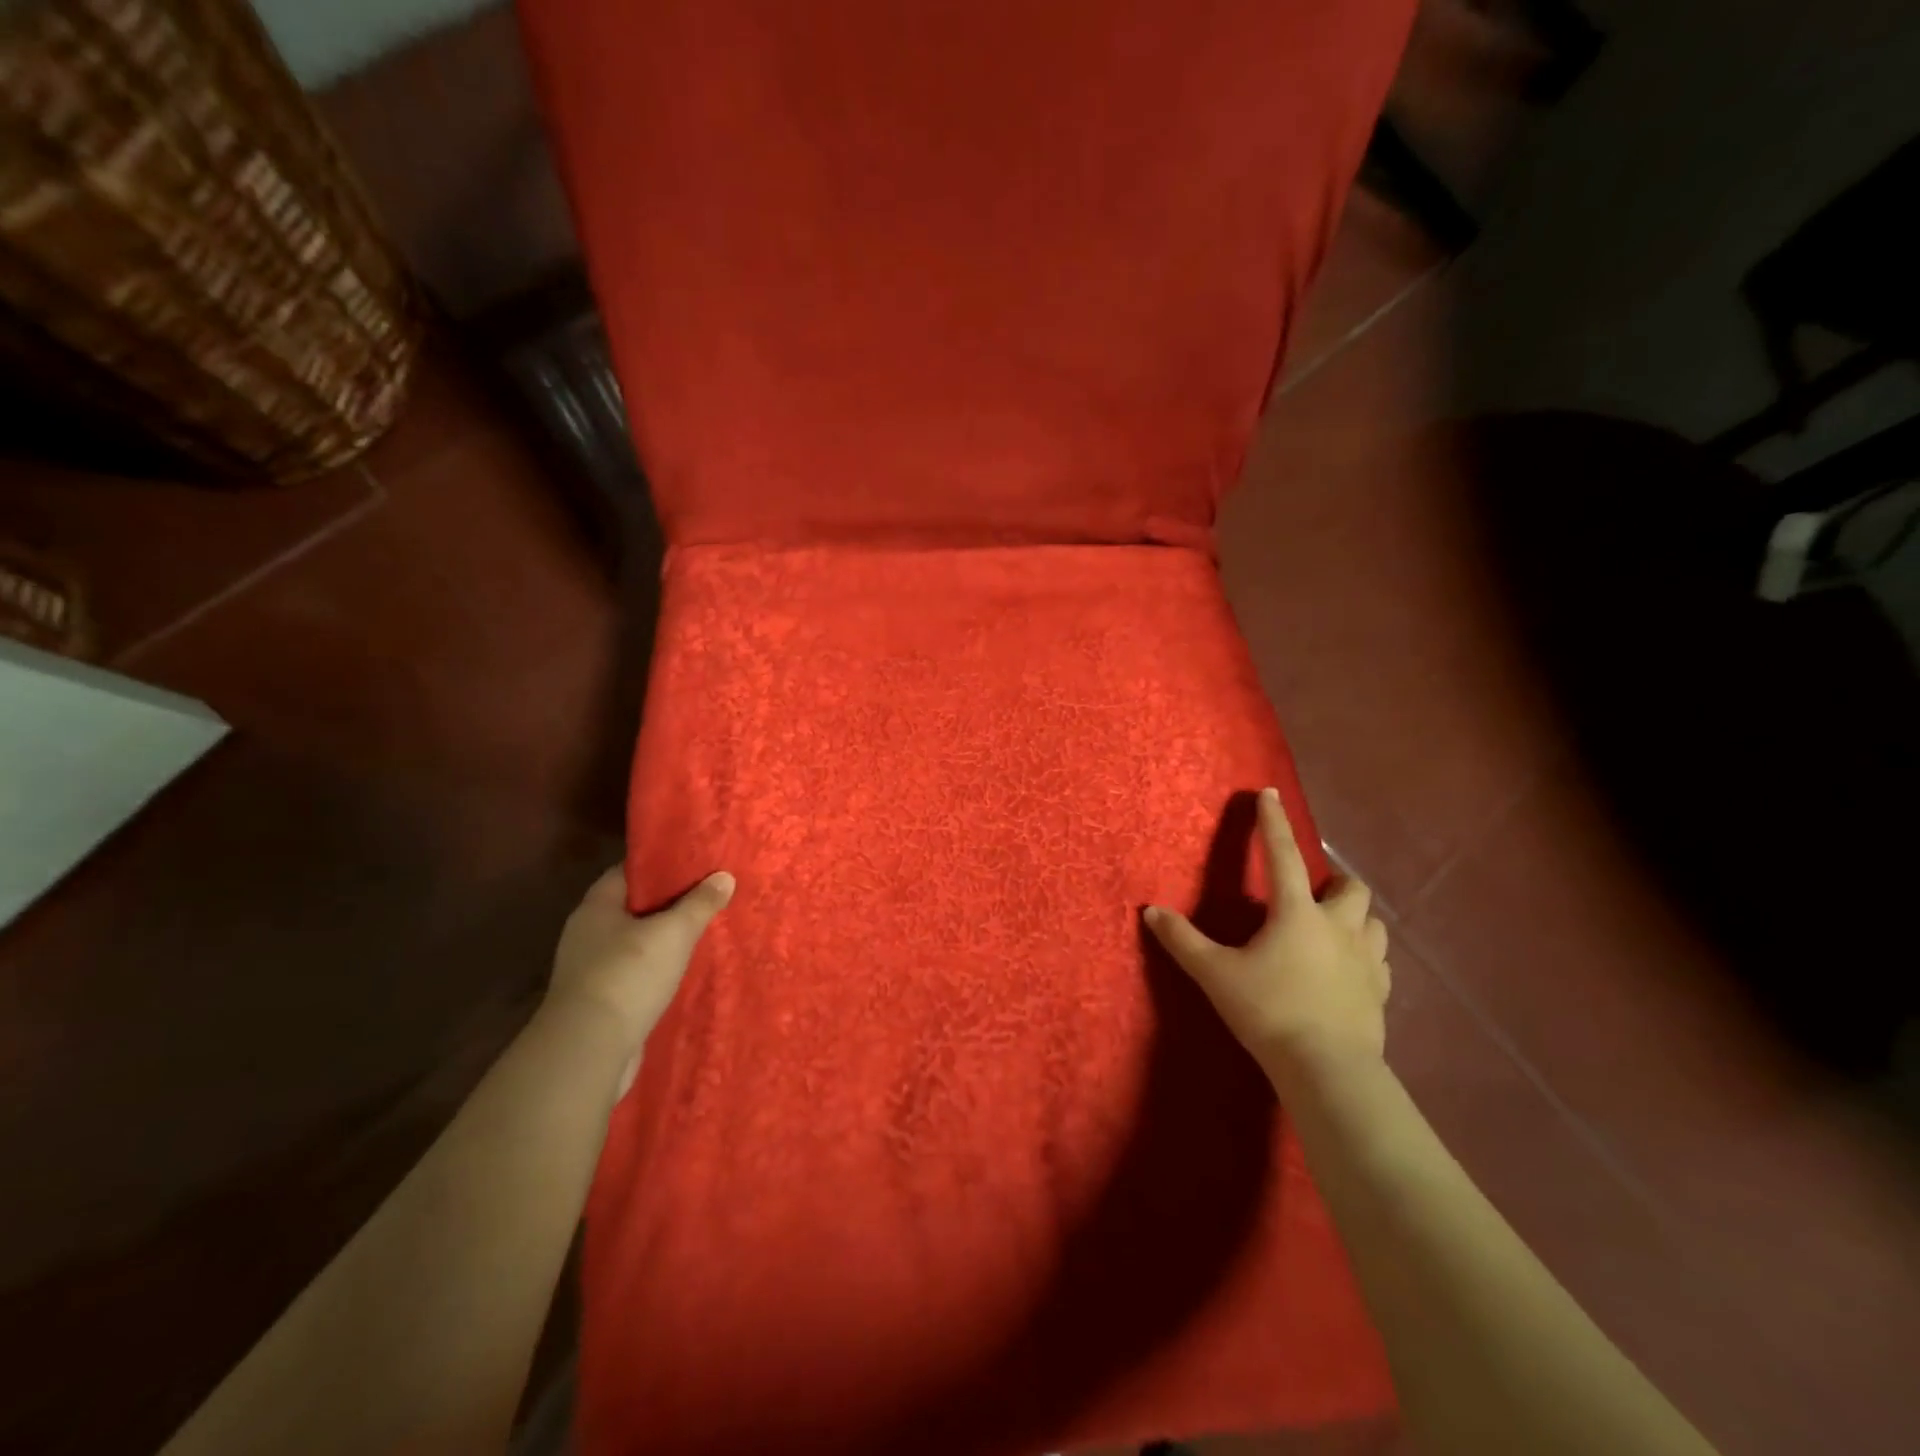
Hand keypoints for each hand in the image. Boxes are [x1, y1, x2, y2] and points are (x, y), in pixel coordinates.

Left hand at [547, 866, 733, 1089]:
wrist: (588, 1051)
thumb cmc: (628, 975)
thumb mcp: (673, 933)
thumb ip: (699, 904)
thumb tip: (724, 876)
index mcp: (597, 906)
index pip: (629, 871)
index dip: (661, 864)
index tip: (694, 862)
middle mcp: (587, 933)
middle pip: (633, 906)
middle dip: (668, 902)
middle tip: (707, 895)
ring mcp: (589, 969)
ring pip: (634, 942)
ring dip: (663, 939)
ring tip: (701, 932)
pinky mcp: (599, 1000)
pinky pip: (633, 972)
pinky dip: (656, 969)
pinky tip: (682, 971)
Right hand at [1145, 787, 1389, 1080]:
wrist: (1327, 1069)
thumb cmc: (1269, 1012)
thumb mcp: (1215, 974)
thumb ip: (1183, 941)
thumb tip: (1150, 911)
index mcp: (1296, 914)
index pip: (1282, 855)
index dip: (1273, 823)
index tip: (1269, 794)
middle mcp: (1338, 927)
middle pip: (1349, 886)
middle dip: (1333, 880)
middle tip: (1313, 889)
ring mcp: (1366, 960)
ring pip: (1374, 921)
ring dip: (1355, 916)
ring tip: (1335, 926)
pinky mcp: (1381, 992)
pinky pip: (1380, 960)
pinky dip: (1366, 953)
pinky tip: (1350, 969)